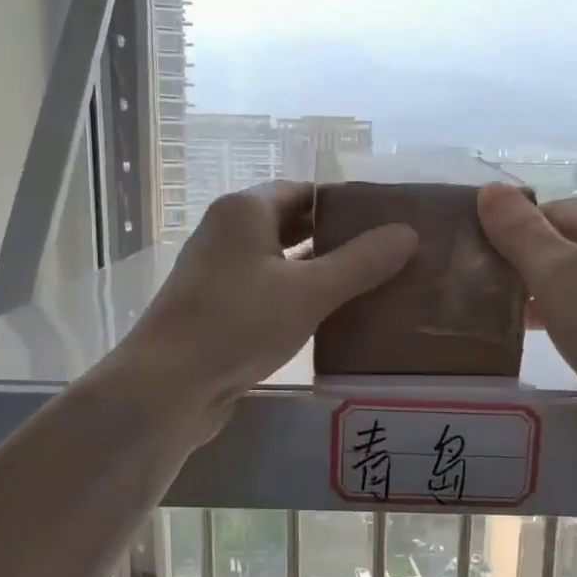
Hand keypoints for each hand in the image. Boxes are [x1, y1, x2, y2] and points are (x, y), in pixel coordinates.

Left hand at [115, 181, 416, 433]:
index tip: (383, 223)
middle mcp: (226, 233)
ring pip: (277, 261)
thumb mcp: (309, 291)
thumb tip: (408, 233)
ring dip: (316, 271)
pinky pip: (265, 291)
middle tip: (383, 256)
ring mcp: (217, 273)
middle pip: (290, 224)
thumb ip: (361, 262)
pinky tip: (326, 319)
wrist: (168, 385)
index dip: (344, 204)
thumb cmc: (238, 324)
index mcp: (244, 210)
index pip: (304, 191)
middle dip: (334, 239)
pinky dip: (294, 297)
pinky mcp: (216, 309)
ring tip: (366, 287)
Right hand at [476, 183, 576, 435]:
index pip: (555, 209)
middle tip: (482, 289)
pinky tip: (546, 341)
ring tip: (504, 317)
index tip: (476, 254)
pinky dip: (565, 319)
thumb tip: (489, 189)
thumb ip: (522, 233)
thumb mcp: (559, 276)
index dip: (514, 226)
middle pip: (569, 244)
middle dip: (525, 261)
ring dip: (542, 293)